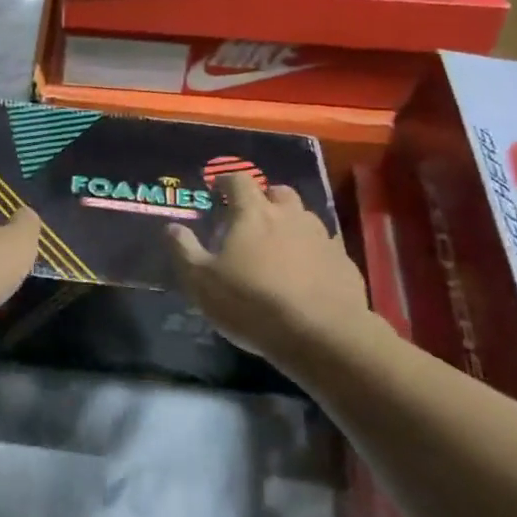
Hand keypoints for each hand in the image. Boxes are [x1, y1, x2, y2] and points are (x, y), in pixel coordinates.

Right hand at [166, 171, 376, 366]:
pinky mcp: (344, 262)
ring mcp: (322, 237)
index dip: (227, 181)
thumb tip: (172, 227)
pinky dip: (312, 252)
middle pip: (279, 192)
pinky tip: (305, 274)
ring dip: (290, 224)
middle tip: (251, 217)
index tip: (218, 188)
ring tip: (278, 247)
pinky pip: (324, 247)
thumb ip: (184, 251)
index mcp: (254, 214)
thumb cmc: (252, 303)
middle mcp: (291, 216)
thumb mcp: (202, 283)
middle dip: (264, 198)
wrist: (322, 335)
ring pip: (305, 218)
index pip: (240, 181)